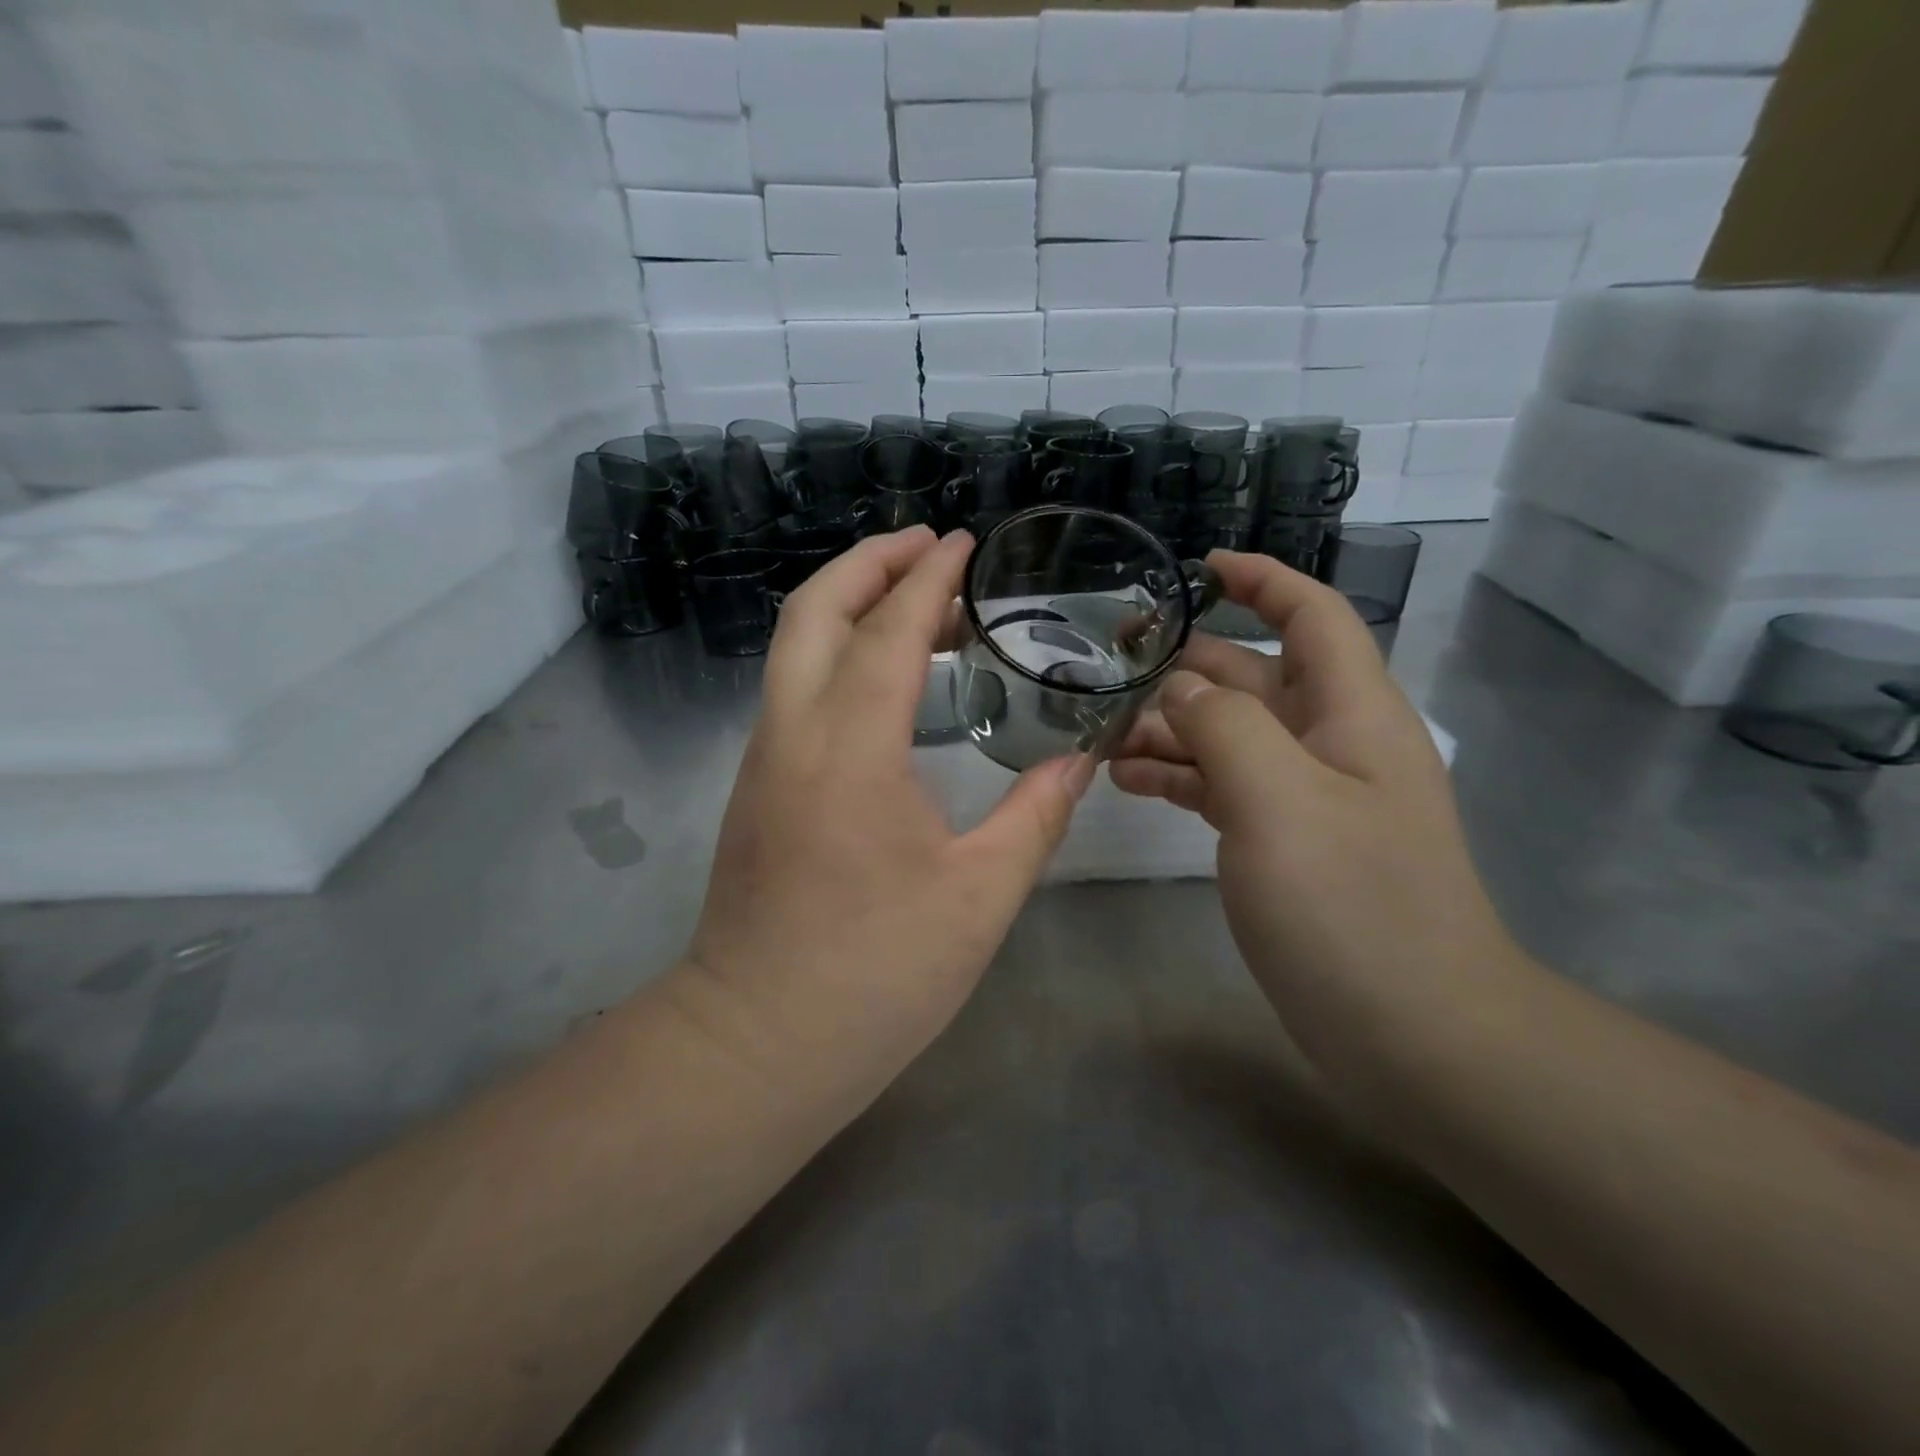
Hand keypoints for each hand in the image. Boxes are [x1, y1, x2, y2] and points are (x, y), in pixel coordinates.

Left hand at [684, 527, 1094, 1064]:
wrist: (756, 1043)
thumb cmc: (874, 974)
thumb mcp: (980, 898)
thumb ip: (1036, 817)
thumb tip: (1078, 761)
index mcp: (850, 751)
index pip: (888, 630)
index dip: (928, 577)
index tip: (964, 542)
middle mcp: (792, 735)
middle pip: (814, 611)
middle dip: (869, 562)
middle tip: (930, 547)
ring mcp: (763, 759)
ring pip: (794, 647)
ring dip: (851, 606)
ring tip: (917, 602)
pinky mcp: (756, 787)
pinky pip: (793, 688)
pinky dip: (836, 653)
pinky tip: (884, 679)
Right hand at [1109, 552, 1518, 1082]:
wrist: (1414, 1031)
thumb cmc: (1352, 905)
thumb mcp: (1279, 798)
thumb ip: (1224, 725)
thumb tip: (1182, 686)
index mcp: (1350, 713)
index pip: (1311, 616)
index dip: (1262, 579)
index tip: (1200, 567)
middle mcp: (1331, 743)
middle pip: (1254, 677)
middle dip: (1187, 662)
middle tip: (1110, 661)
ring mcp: (1307, 797)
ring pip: (1230, 735)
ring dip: (1171, 727)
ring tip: (1103, 737)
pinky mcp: (1285, 842)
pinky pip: (1225, 786)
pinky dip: (1180, 776)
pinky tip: (1130, 782)